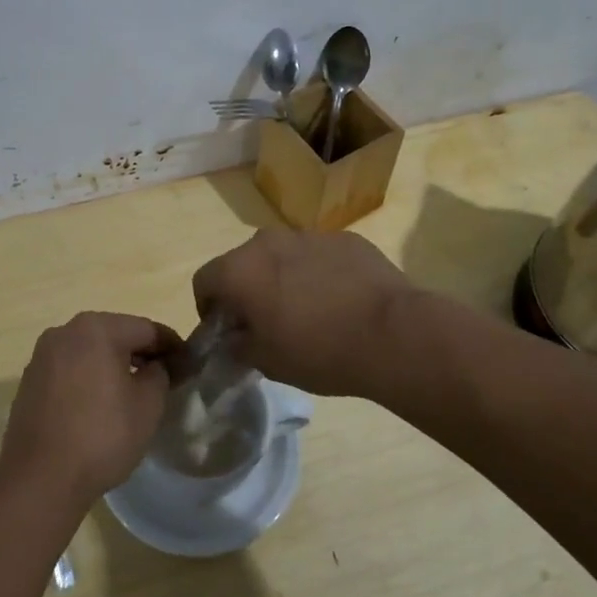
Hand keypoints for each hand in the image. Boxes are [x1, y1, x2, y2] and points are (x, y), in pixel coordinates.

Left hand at [0, 312, 180, 508]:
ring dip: (113, 365)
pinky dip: (89, 378)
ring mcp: (43, 356)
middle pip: (115, 335)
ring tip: (132, 392)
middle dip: (141, 353)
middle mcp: (65, 331)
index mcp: (97, 328)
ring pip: (90, 352)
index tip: (188, 363)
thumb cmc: (102, 436)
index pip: (146, 329)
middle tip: (164, 377)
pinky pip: (69, 370)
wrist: (40, 479)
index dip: (171, 345)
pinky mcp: (30, 381)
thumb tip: (155, 366)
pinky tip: (99, 405)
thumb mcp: (148, 405)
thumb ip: (159, 374)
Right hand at [192, 229, 410, 399]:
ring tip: (308, 312)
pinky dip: (318, 273)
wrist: (392, 333)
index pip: (204, 280)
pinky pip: (318, 255)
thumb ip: (237, 345)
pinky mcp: (345, 238)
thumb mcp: (266, 361)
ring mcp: (309, 235)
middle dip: (246, 289)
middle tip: (266, 323)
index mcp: (240, 269)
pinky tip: (340, 301)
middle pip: (243, 262)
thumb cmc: (319, 352)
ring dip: (282, 277)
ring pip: (282, 255)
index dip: (208, 308)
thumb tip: (234, 337)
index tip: (226, 331)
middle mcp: (268, 241)